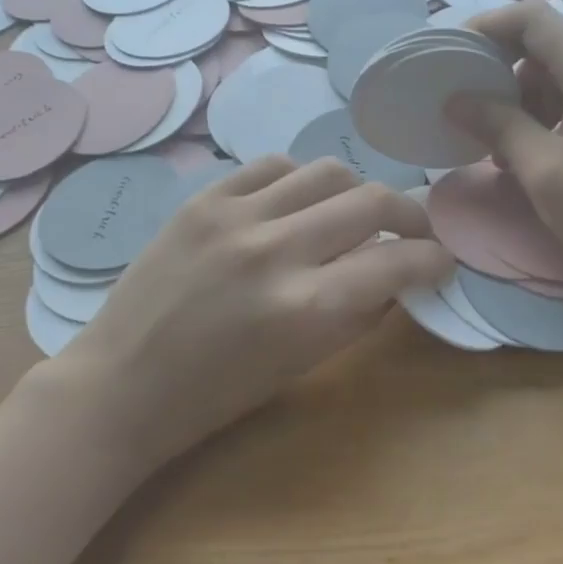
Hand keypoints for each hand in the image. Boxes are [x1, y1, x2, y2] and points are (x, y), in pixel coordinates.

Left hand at [41, 156, 452, 469]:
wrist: (120, 385)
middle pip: (371, 201)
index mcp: (304, 308)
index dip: (433, 258)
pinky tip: (299, 202)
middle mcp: (276, 250)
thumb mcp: (301, 366)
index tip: (442, 259)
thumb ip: (358, 316)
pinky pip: (273, 165)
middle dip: (410, 215)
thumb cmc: (215, 397)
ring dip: (357, 191)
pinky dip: (300, 180)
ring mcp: (236, 216)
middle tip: (414, 230)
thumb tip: (398, 276)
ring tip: (355, 213)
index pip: (396, 262)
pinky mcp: (203, 199)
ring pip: (327, 172)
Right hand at [450, 2, 562, 297]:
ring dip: (521, 99)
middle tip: (467, 105)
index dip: (488, 26)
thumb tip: (456, 99)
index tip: (453, 53)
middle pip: (545, 45)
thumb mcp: (543, 171)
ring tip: (496, 144)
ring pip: (558, 74)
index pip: (534, 19)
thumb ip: (498, 125)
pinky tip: (528, 153)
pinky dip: (545, 116)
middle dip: (501, 69)